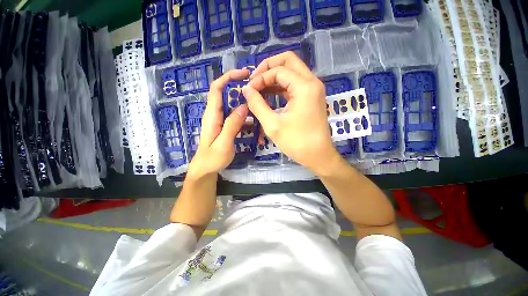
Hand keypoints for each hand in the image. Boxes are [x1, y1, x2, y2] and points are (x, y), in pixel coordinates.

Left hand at [188, 69, 249, 176]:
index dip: (229, 77)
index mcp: (212, 115)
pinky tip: (255, 125)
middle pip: (227, 94)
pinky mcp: (225, 127)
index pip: (217, 88)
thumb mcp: (223, 143)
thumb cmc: (212, 158)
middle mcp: (216, 114)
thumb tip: (244, 106)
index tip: (245, 74)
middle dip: (241, 90)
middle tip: (258, 92)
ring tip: (259, 109)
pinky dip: (246, 118)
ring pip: (234, 107)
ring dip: (246, 106)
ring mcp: (221, 120)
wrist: (205, 169)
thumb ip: (232, 125)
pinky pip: (237, 117)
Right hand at [243, 51, 341, 174]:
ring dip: (274, 77)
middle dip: (268, 67)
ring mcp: (313, 89)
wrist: (318, 156)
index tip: (248, 90)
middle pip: (288, 61)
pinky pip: (294, 84)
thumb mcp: (273, 125)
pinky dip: (281, 86)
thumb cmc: (297, 142)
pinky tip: (269, 94)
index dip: (260, 78)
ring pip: (292, 71)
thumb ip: (257, 105)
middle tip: (254, 79)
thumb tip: (246, 90)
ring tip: (258, 88)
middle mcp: (312, 82)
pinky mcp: (311, 97)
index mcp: (304, 87)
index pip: (278, 70)